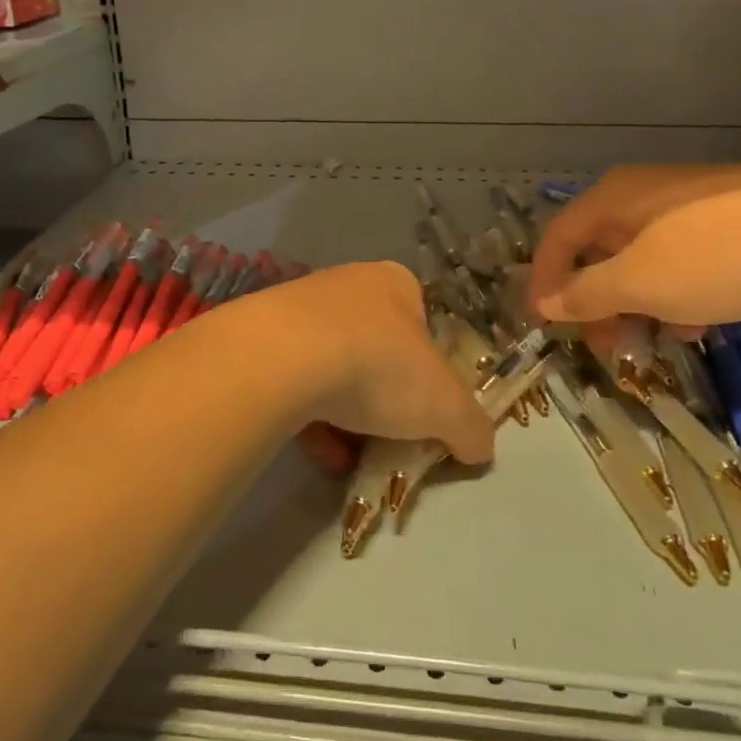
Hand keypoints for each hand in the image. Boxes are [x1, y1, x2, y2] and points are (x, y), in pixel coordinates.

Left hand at [240, 262, 494, 469]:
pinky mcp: (262, 338)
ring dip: (347, 415)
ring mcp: (299, 308)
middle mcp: (347, 286)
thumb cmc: (379, 366)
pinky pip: (295, 382)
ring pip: (334, 368)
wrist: (283, 359)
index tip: (427, 410)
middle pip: (377, 349)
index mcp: (395, 283)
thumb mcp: (446, 405)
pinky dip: (311, 418)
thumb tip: (479, 448)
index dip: (431, 372)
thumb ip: (471, 427)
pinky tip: (320, 451)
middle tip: (391, 437)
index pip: (423, 325)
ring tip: (352, 457)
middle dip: (385, 399)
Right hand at [529, 165, 740, 329]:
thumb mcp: (642, 283)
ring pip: (642, 258)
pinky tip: (702, 320)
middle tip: (607, 347)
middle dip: (596, 303)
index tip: (543, 327)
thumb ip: (587, 293)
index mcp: (612, 198)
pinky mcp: (728, 216)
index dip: (543, 283)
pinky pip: (682, 257)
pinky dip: (678, 292)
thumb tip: (546, 302)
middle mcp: (642, 193)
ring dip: (639, 303)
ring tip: (661, 340)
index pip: (557, 239)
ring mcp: (688, 203)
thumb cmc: (719, 255)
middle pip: (599, 250)